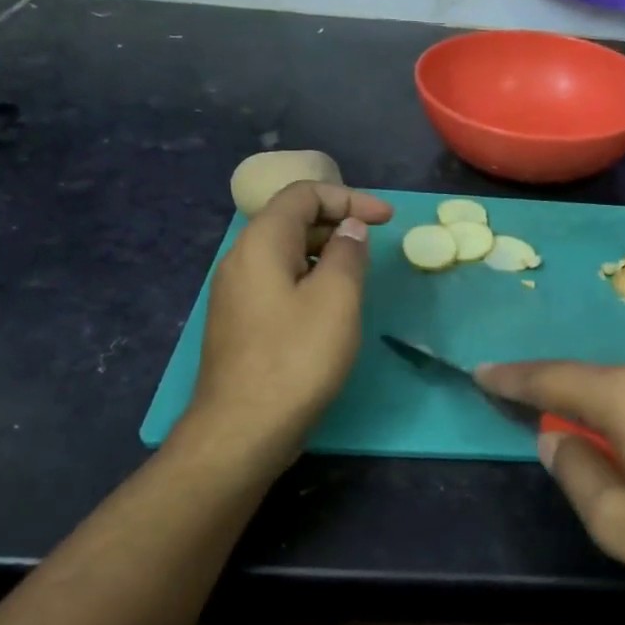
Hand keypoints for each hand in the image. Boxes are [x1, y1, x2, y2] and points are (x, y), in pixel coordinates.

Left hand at [183, 181, 392, 458]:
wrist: (243, 429)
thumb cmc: (296, 359)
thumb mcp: (337, 300)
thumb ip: (348, 254)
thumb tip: (350, 229)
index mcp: (260, 244)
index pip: (303, 194)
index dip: (349, 198)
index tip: (386, 219)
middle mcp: (240, 260)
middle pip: (291, 220)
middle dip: (338, 222)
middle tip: (375, 244)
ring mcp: (237, 294)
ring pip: (285, 254)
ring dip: (326, 252)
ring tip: (359, 273)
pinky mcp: (242, 323)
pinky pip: (279, 282)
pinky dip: (310, 278)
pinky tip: (331, 306)